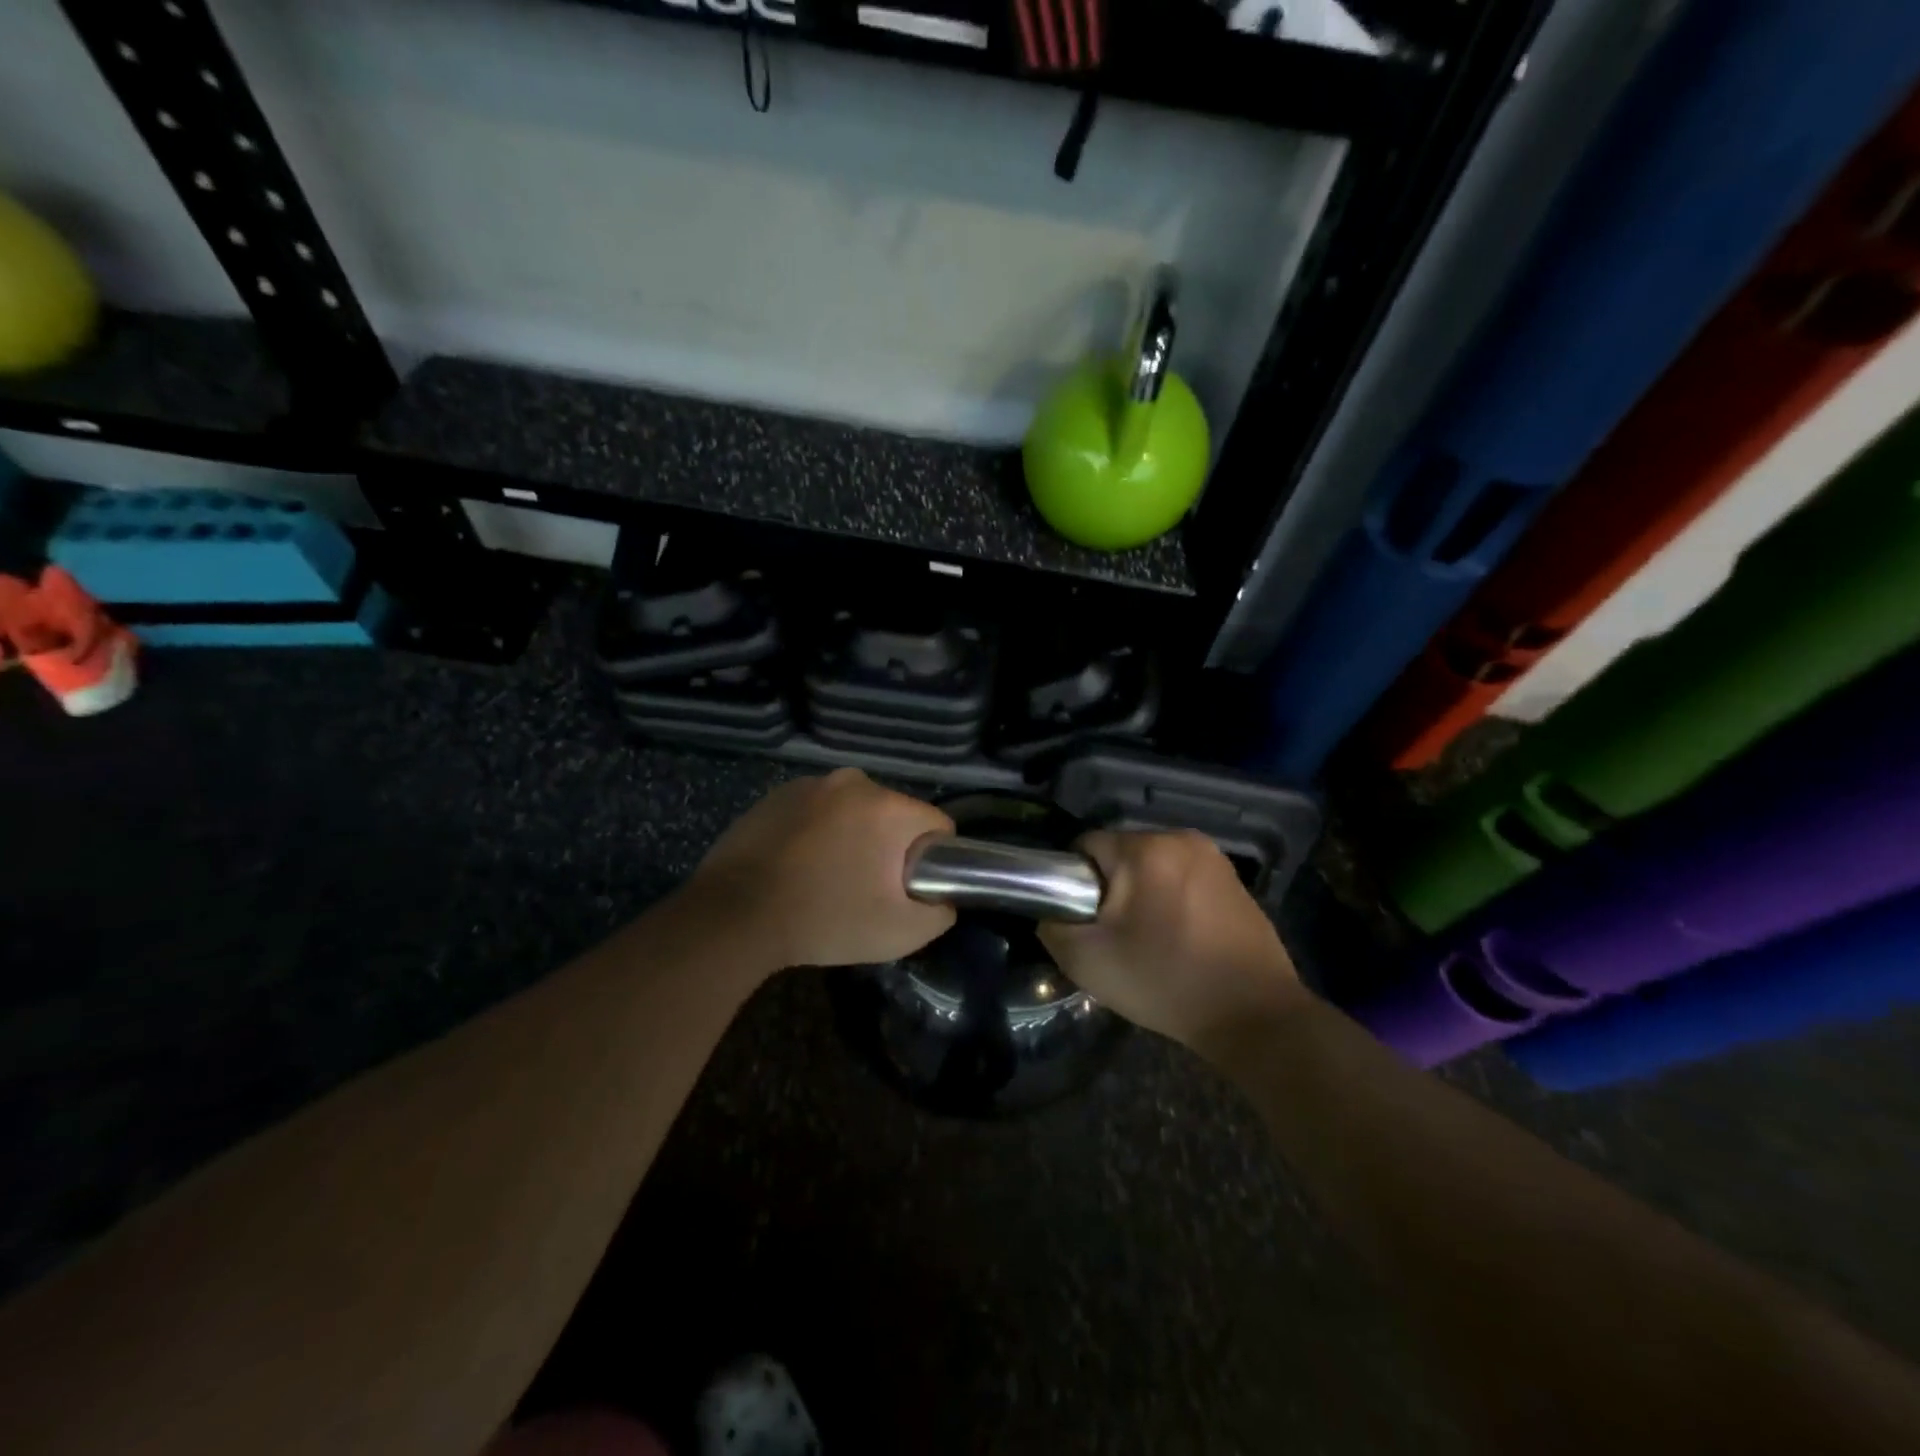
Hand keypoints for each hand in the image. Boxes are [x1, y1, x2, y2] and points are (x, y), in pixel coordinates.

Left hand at [686, 769, 956, 969]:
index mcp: (887, 806)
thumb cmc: (825, 919)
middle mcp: (853, 782)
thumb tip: (943, 898)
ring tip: (827, 879)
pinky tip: (797, 867)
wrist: (734, 916)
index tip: (908, 888)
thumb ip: (940, 913)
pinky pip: (817, 812)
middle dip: (889, 847)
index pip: (937, 824)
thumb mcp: (901, 932)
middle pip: (893, 815)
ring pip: (854, 812)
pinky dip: (817, 833)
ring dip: (852, 837)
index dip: (932, 860)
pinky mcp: (776, 795)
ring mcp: (810, 784)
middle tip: (866, 889)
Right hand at [1038, 830, 1306, 1053]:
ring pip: (1152, 866)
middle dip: (1111, 888)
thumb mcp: (1087, 961)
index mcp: (1145, 849)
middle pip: (1121, 854)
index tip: (1084, 920)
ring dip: (1142, 894)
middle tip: (1114, 936)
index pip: (1085, 846)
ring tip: (1147, 940)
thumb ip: (1053, 926)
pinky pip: (1183, 878)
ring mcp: (1214, 858)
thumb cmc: (1165, 982)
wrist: (1254, 1015)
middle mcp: (1181, 838)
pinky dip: (1171, 900)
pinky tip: (1178, 938)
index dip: (1074, 883)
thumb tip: (1052, 911)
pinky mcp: (1235, 880)